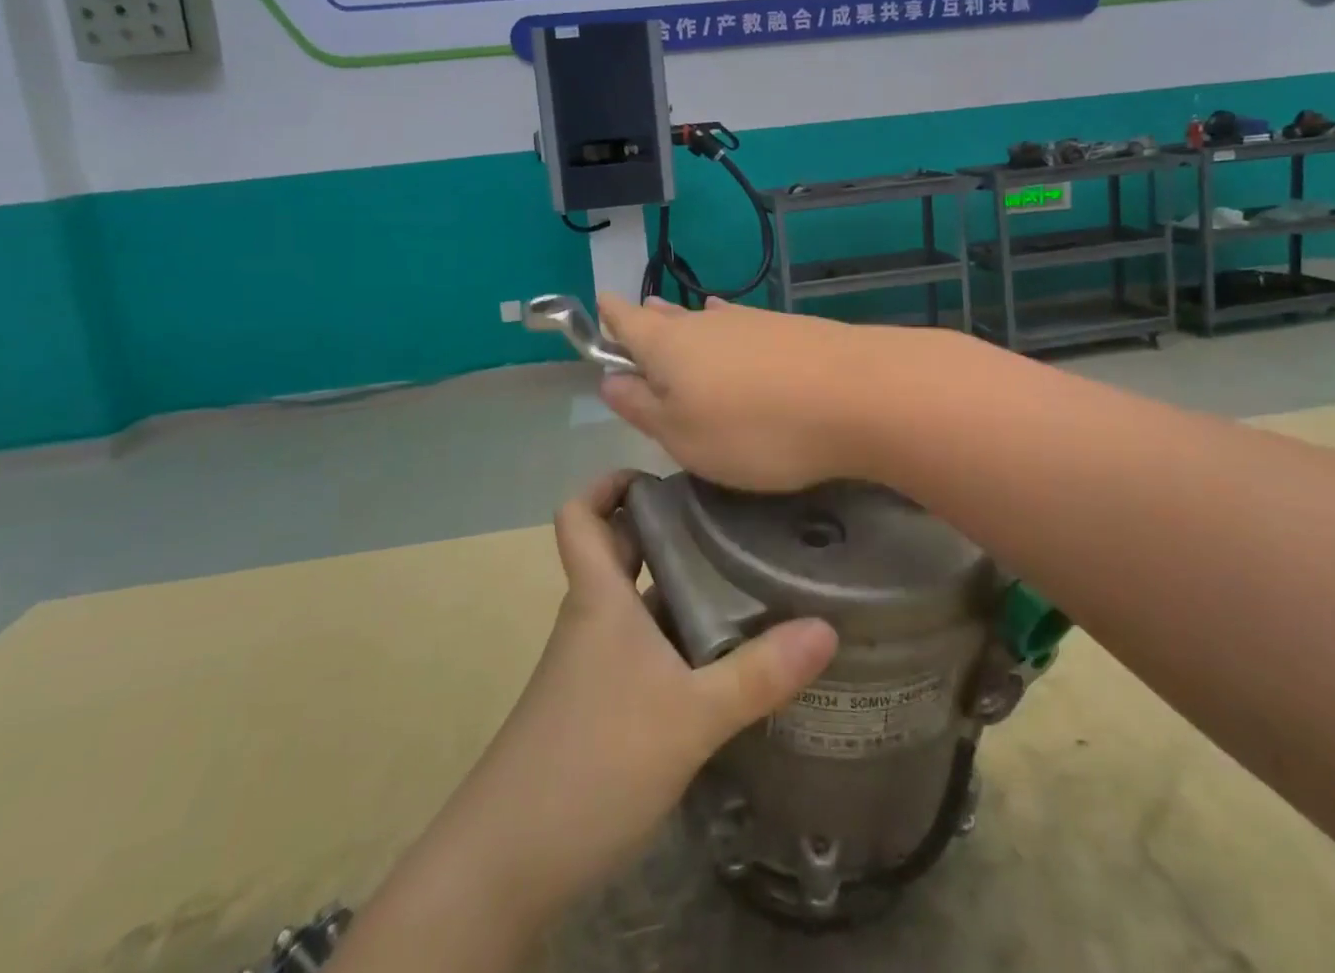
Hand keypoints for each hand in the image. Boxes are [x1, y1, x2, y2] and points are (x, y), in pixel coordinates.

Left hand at [341, 475, 837, 971]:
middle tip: (724, 520)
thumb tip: (826, 628)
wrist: (508, 859)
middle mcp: (590, 619)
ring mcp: (588, 666)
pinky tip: (716, 658)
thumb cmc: (595, 759)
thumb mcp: (690, 716)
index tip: (659, 475)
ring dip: (673, 586)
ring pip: (630, 603)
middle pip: (615, 551)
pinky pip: (635, 648)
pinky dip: (670, 638)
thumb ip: (759, 674)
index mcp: (599, 597)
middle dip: (661, 529)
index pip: (580, 514)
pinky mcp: (593, 706)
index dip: (608, 484)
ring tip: (738, 579)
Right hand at [597, 295, 880, 492]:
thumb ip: (642, 408)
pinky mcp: (790, 330)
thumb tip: (610, 381)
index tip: (599, 303)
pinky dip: (726, 327)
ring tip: (670, 317)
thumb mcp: (684, 436)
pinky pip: (742, 325)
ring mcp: (752, 322)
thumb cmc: (754, 429)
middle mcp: (706, 323)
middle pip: (666, 318)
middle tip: (632, 315)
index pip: (627, 322)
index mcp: (669, 347)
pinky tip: (732, 324)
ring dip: (686, 323)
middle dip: (646, 320)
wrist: (858, 395)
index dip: (610, 317)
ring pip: (706, 320)